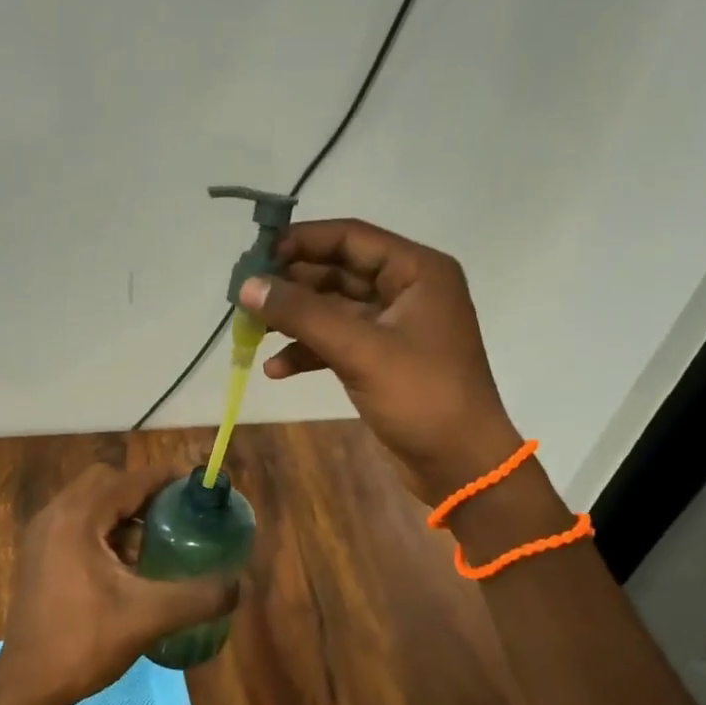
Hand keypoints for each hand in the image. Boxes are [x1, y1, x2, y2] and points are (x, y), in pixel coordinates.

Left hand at [0, 464, 236, 704]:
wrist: (26, 686)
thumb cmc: (84, 642)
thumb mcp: (149, 617)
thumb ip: (198, 596)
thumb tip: (241, 583)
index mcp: (77, 518)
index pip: (129, 481)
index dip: (166, 479)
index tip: (196, 485)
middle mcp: (54, 515)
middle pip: (106, 482)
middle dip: (142, 492)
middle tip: (173, 515)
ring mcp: (40, 535)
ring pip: (89, 502)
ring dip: (121, 512)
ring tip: (153, 543)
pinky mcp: (36, 555)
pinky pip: (76, 522)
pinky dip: (103, 529)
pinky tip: (123, 565)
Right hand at [239, 218, 521, 503]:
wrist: (462, 467)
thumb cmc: (421, 397)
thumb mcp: (360, 350)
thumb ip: (302, 313)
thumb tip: (247, 286)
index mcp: (416, 271)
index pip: (350, 237)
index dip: (301, 241)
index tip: (254, 256)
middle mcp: (406, 290)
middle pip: (337, 271)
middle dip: (291, 285)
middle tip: (243, 296)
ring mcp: (394, 327)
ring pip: (333, 308)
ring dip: (294, 319)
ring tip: (249, 331)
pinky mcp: (382, 359)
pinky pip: (337, 342)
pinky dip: (308, 351)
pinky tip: (275, 369)